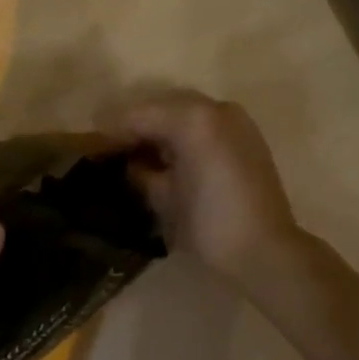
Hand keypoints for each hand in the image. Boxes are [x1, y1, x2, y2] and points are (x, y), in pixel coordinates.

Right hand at [110, 90, 301, 288]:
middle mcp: (216, 108)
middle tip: (112, 149)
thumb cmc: (210, 226)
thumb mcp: (164, 199)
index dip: (112, 130)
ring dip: (162, 129)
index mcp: (193, 119)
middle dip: (137, 126)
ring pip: (185, 113)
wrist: (267, 251)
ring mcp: (235, 120)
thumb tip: (131, 164)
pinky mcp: (247, 135)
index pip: (140, 115)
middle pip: (163, 108)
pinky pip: (205, 124)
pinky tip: (169, 157)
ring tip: (138, 154)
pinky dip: (185, 135)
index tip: (91, 144)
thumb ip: (141, 172)